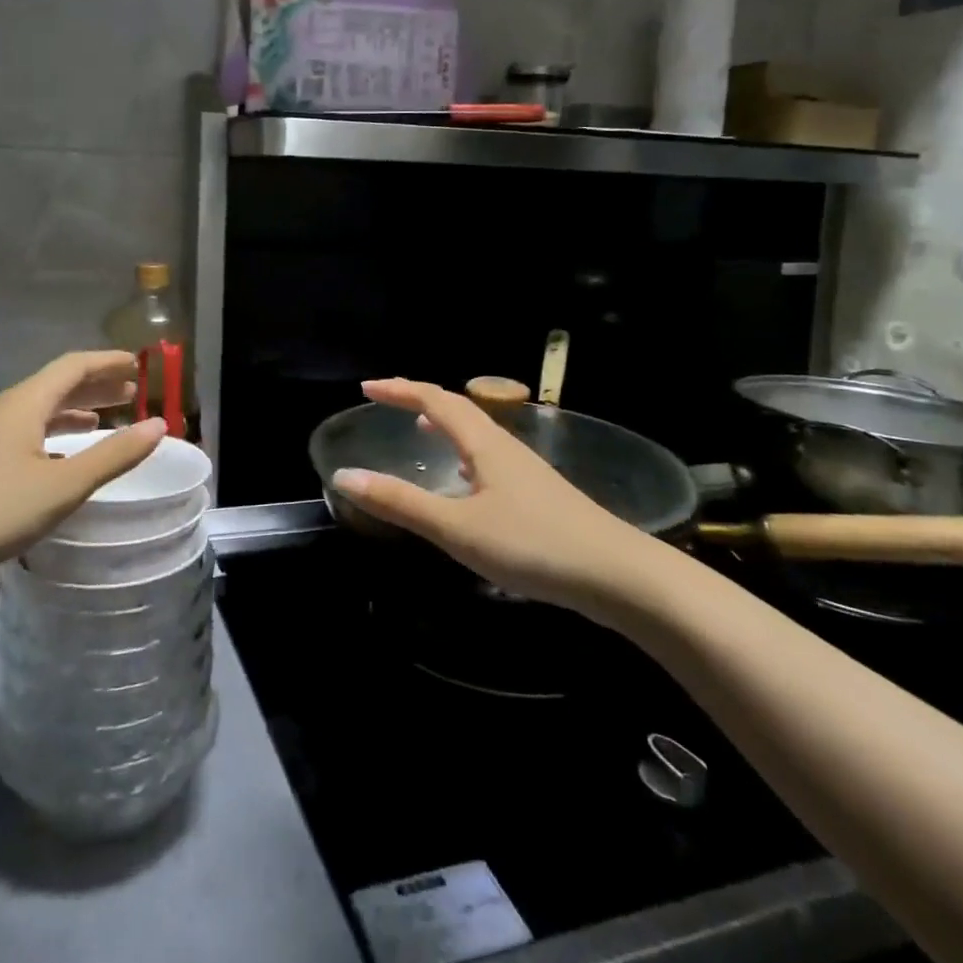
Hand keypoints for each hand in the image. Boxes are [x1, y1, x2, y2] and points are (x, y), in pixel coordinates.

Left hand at [0, 350, 163, 603]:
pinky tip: (65, 453)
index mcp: (28, 402)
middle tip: (131, 389)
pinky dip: (56, 431)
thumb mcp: (63, 486)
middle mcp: (8, 409)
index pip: (75, 365)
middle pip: (59, 383)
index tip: (138, 362)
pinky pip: (28, 430)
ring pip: (42, 408)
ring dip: (77, 407)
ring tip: (106, 414)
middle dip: (97, 383)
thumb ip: (114, 455)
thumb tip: (159, 424)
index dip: (108, 361)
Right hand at [332, 378, 663, 614]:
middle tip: (388, 399)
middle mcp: (505, 447)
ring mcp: (525, 471)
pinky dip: (464, 453)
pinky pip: (489, 458)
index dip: (401, 389)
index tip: (368, 387)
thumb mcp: (457, 527)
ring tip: (422, 428)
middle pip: (459, 409)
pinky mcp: (538, 496)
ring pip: (477, 434)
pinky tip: (465, 480)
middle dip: (420, 399)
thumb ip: (401, 503)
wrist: (617, 575)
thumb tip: (345, 475)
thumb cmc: (532, 545)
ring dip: (445, 424)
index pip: (436, 400)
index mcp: (484, 444)